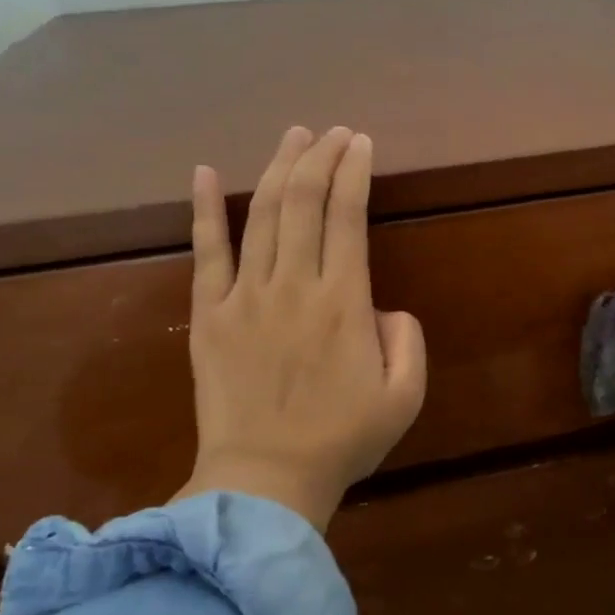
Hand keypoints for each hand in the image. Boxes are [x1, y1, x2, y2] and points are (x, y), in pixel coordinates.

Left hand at [173, 126, 427, 532]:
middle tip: (333, 132)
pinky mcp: (210, 315)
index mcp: (345, 302)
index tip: (361, 143)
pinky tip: (207, 172)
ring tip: (294, 136)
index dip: (354, 172)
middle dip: (321, 157)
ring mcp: (246, 296)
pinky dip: (206, 209)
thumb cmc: (342, 441)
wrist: (265, 481)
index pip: (348, 216)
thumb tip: (384, 309)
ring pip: (264, 215)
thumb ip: (407, 340)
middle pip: (305, 202)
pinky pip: (206, 252)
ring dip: (280, 168)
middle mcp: (295, 285)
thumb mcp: (405, 396)